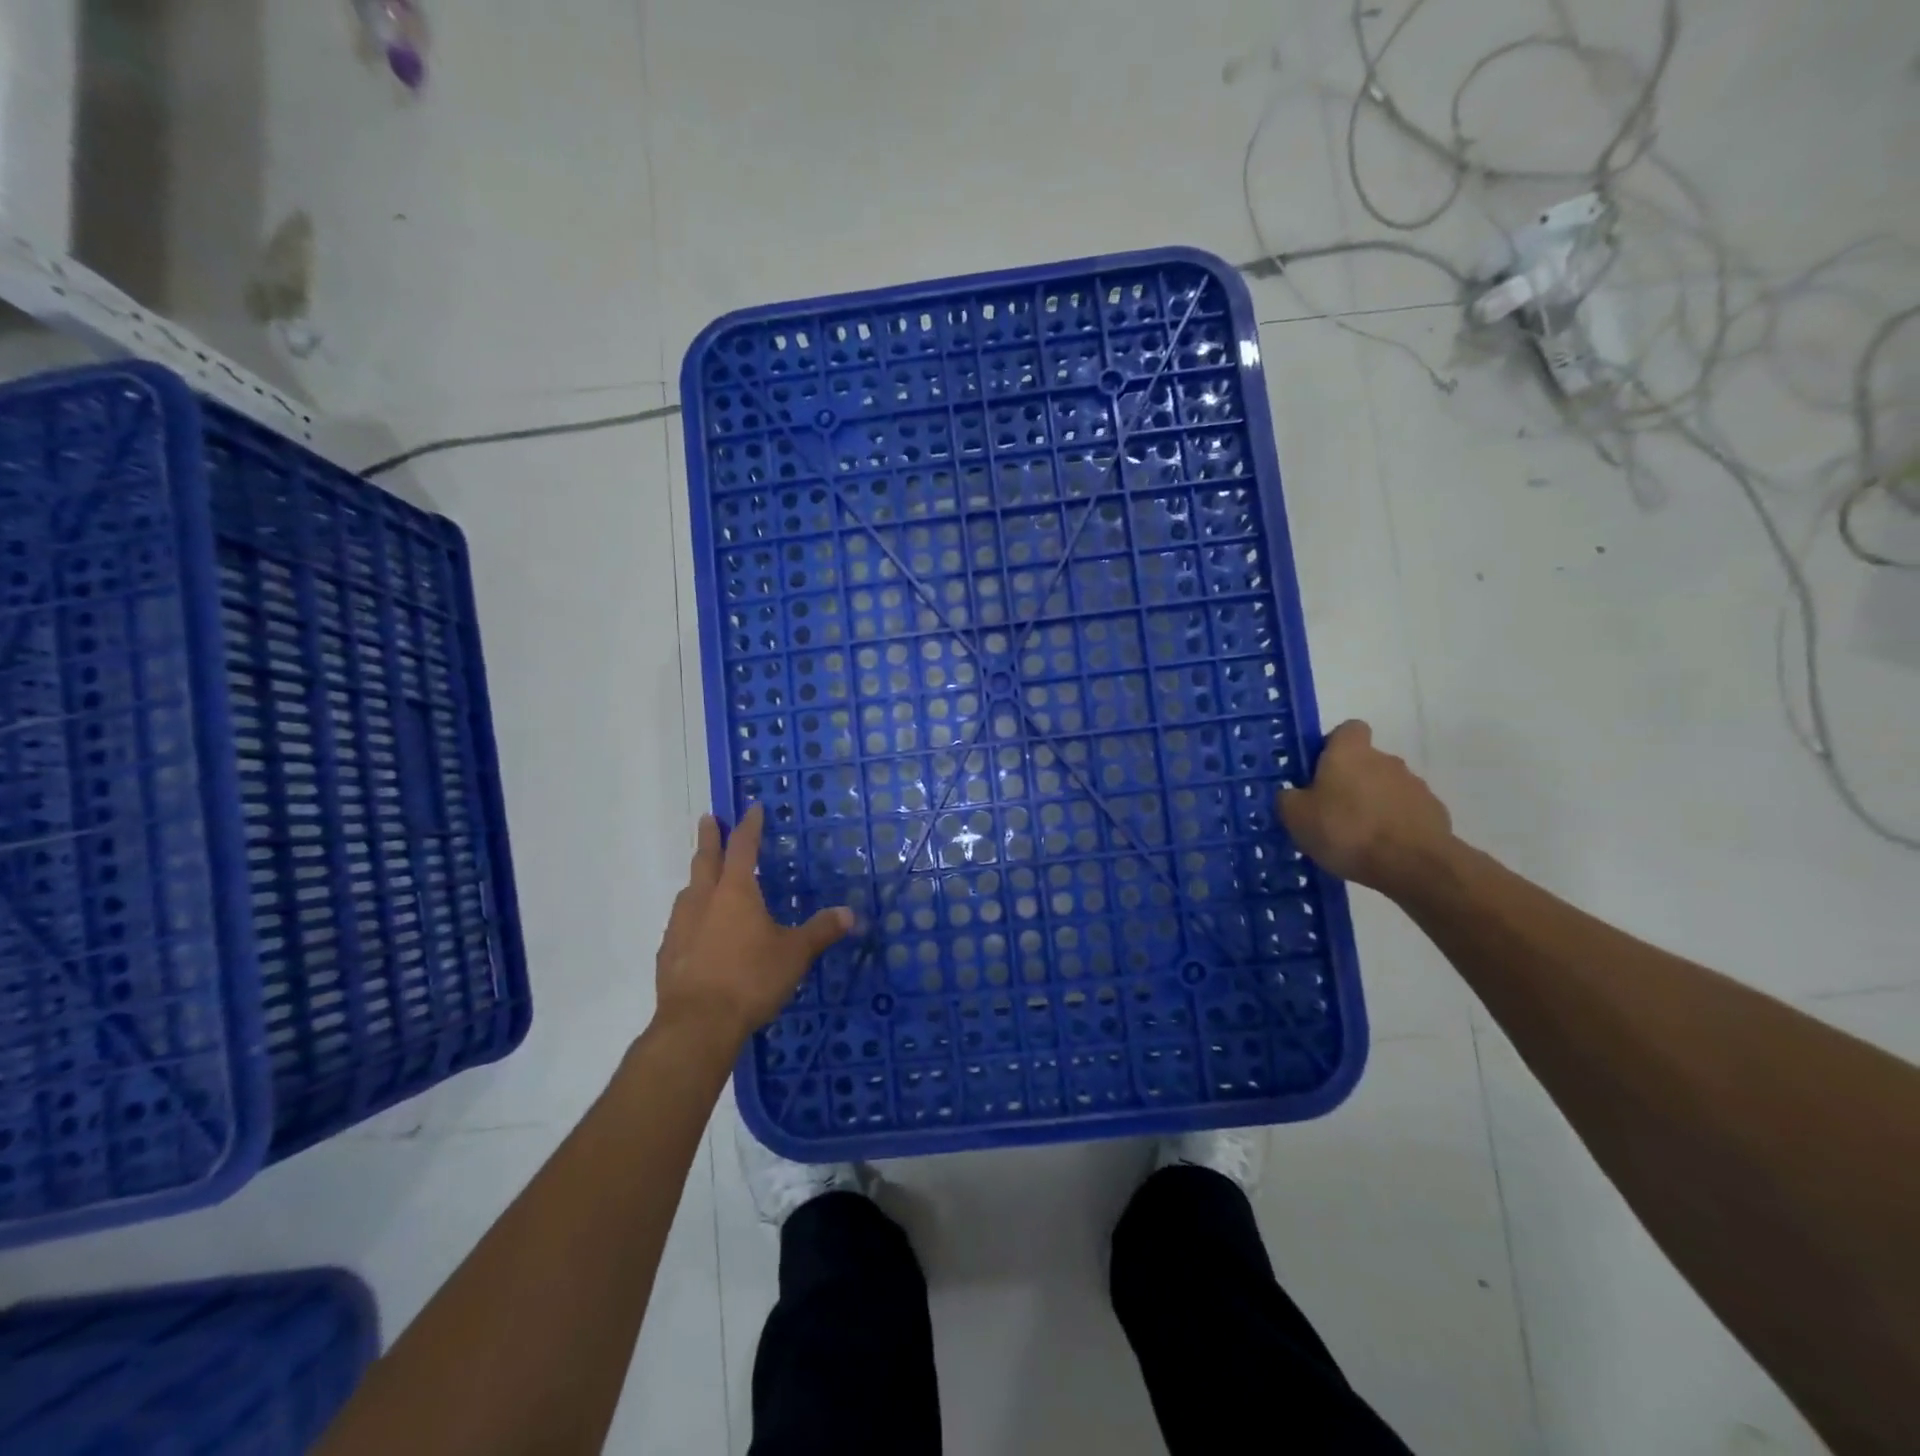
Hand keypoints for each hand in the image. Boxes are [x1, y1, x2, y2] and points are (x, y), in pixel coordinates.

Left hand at [653, 806, 854, 1047]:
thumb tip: (850, 913)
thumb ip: (820, 931)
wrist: (697, 1024)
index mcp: (736, 892)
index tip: (752, 809)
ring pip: (688, 891)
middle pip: (705, 860)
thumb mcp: (795, 954)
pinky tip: (697, 931)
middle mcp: (704, 900)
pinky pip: (680, 923)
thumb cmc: (751, 979)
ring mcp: (680, 927)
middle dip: (709, 837)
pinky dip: (690, 916)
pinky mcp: (668, 954)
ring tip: (703, 878)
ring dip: (697, 878)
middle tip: (708, 819)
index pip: (742, 848)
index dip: (749, 827)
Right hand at [1278, 721, 1454, 893]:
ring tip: (1358, 838)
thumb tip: (1293, 794)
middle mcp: (1386, 759)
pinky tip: (1382, 850)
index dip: (1333, 746)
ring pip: (1386, 788)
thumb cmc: (1346, 830)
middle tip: (1331, 813)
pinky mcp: (1434, 812)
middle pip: (1366, 762)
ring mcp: (1415, 786)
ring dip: (1373, 804)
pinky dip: (1394, 825)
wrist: (1413, 865)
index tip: (1320, 771)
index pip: (1348, 729)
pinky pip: (1406, 812)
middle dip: (1351, 782)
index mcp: (1350, 752)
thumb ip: (1289, 798)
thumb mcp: (1296, 816)